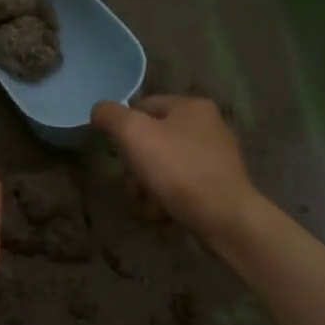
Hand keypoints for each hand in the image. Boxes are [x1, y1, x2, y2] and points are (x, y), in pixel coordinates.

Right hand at [90, 95, 258, 244]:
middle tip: (133, 188)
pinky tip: (165, 217)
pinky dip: (169, 202)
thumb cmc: (177, 169)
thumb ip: (110, 115)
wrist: (224, 217)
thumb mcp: (133, 133)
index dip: (123, 128)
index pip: (143, 106)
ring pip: (165, 169)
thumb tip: (99, 110)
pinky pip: (182, 189)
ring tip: (149, 209)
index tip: (117, 153)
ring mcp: (216, 158)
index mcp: (191, 107)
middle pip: (153, 142)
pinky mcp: (220, 187)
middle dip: (137, 169)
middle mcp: (208, 127)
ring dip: (149, 190)